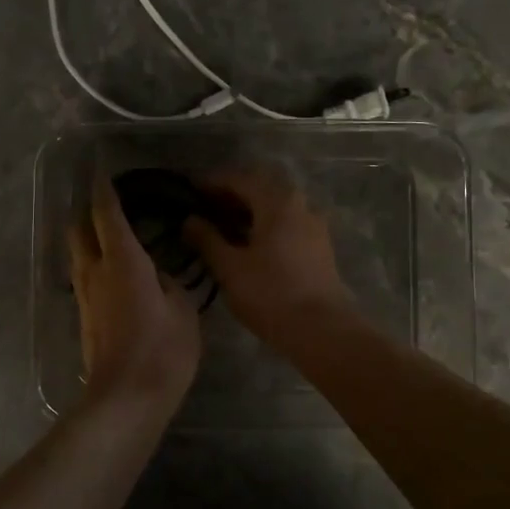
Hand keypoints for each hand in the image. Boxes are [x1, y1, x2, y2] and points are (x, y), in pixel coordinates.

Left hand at [68, 173, 201, 408]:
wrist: (126, 399)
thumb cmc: (162, 350)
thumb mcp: (182, 310)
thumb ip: (169, 282)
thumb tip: (155, 274)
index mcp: (122, 261)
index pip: (106, 213)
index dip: (103, 190)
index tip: (102, 172)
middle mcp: (95, 271)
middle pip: (79, 229)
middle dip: (88, 211)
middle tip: (109, 204)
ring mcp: (85, 296)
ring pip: (78, 254)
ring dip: (89, 239)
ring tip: (111, 236)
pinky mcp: (84, 318)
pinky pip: (84, 277)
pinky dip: (94, 264)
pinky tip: (114, 273)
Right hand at [181, 167, 355, 347]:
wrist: (320, 329)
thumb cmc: (270, 293)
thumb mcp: (229, 267)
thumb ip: (207, 239)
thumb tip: (189, 220)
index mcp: (277, 202)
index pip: (239, 179)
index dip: (212, 183)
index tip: (189, 190)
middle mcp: (300, 204)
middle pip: (261, 189)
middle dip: (232, 195)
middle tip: (205, 208)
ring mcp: (314, 225)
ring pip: (276, 207)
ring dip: (249, 211)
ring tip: (223, 227)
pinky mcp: (319, 246)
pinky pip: (287, 223)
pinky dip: (265, 225)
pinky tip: (249, 244)